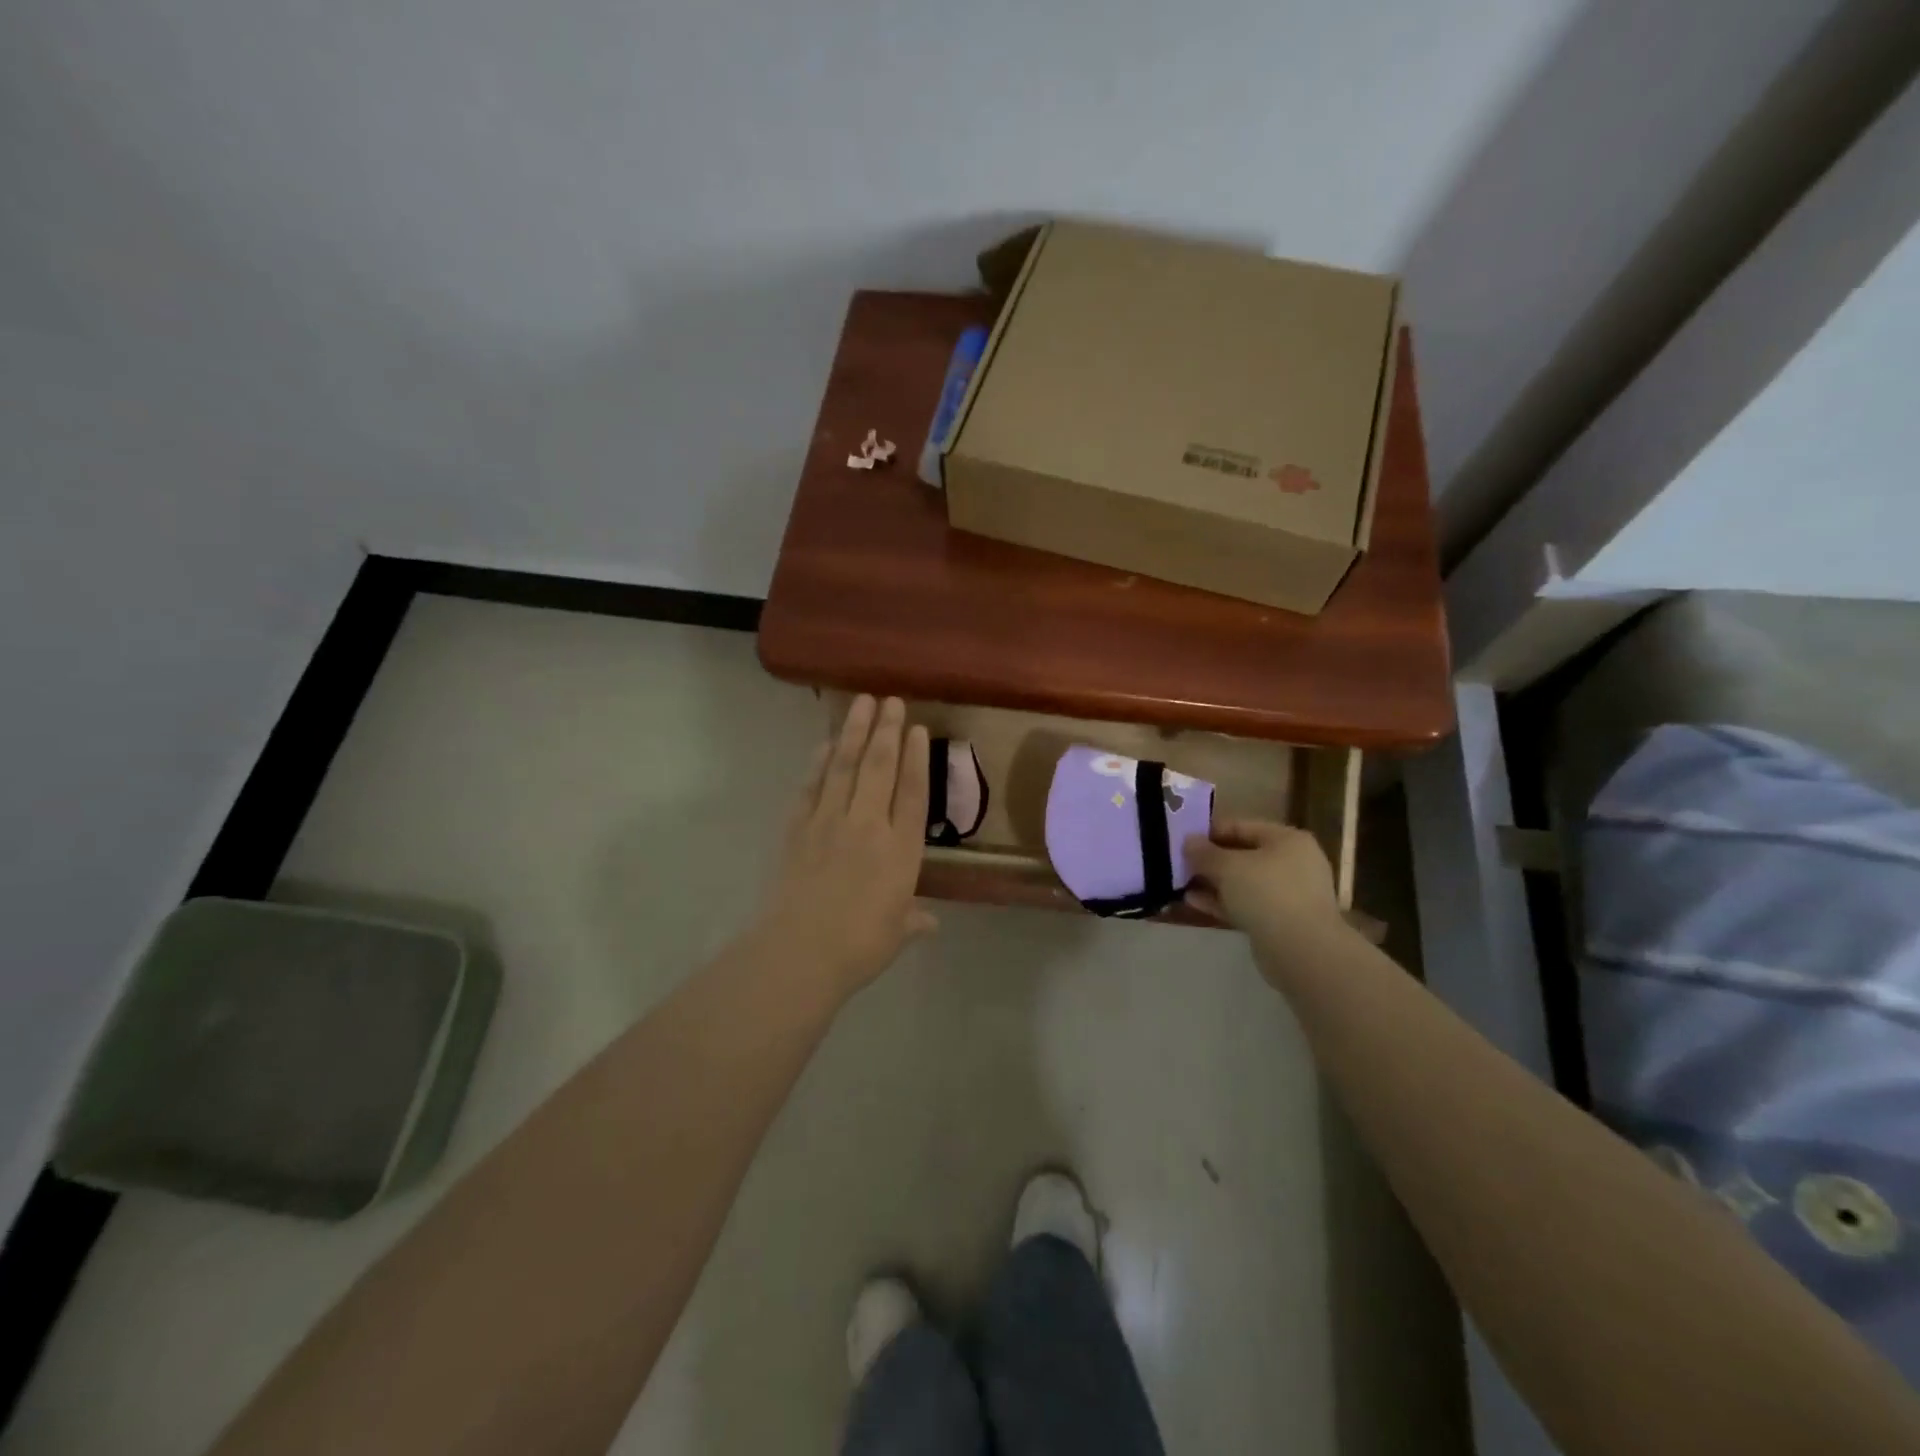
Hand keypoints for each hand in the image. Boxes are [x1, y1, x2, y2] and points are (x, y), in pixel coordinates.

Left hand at [752, 696, 935, 1003]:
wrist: (800, 951)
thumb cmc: (860, 946)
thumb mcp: (897, 934)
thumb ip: (913, 920)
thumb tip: (928, 921)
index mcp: (901, 850)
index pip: (913, 793)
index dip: (916, 759)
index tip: (916, 728)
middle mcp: (869, 825)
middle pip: (880, 768)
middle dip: (886, 730)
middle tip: (890, 699)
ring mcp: (830, 822)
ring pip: (845, 767)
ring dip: (854, 732)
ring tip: (861, 702)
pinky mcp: (798, 828)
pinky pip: (812, 786)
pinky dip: (820, 762)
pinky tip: (826, 744)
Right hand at [1184, 819, 1354, 983]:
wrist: (1301, 950)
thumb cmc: (1267, 893)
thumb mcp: (1228, 866)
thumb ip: (1204, 852)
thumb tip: (1188, 841)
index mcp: (1287, 840)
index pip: (1241, 826)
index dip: (1210, 831)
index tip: (1182, 839)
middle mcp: (1292, 863)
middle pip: (1242, 855)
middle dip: (1210, 861)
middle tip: (1179, 864)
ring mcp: (1289, 894)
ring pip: (1243, 883)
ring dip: (1213, 883)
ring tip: (1181, 885)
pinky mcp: (1281, 921)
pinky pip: (1246, 905)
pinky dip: (1222, 902)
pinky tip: (1194, 903)